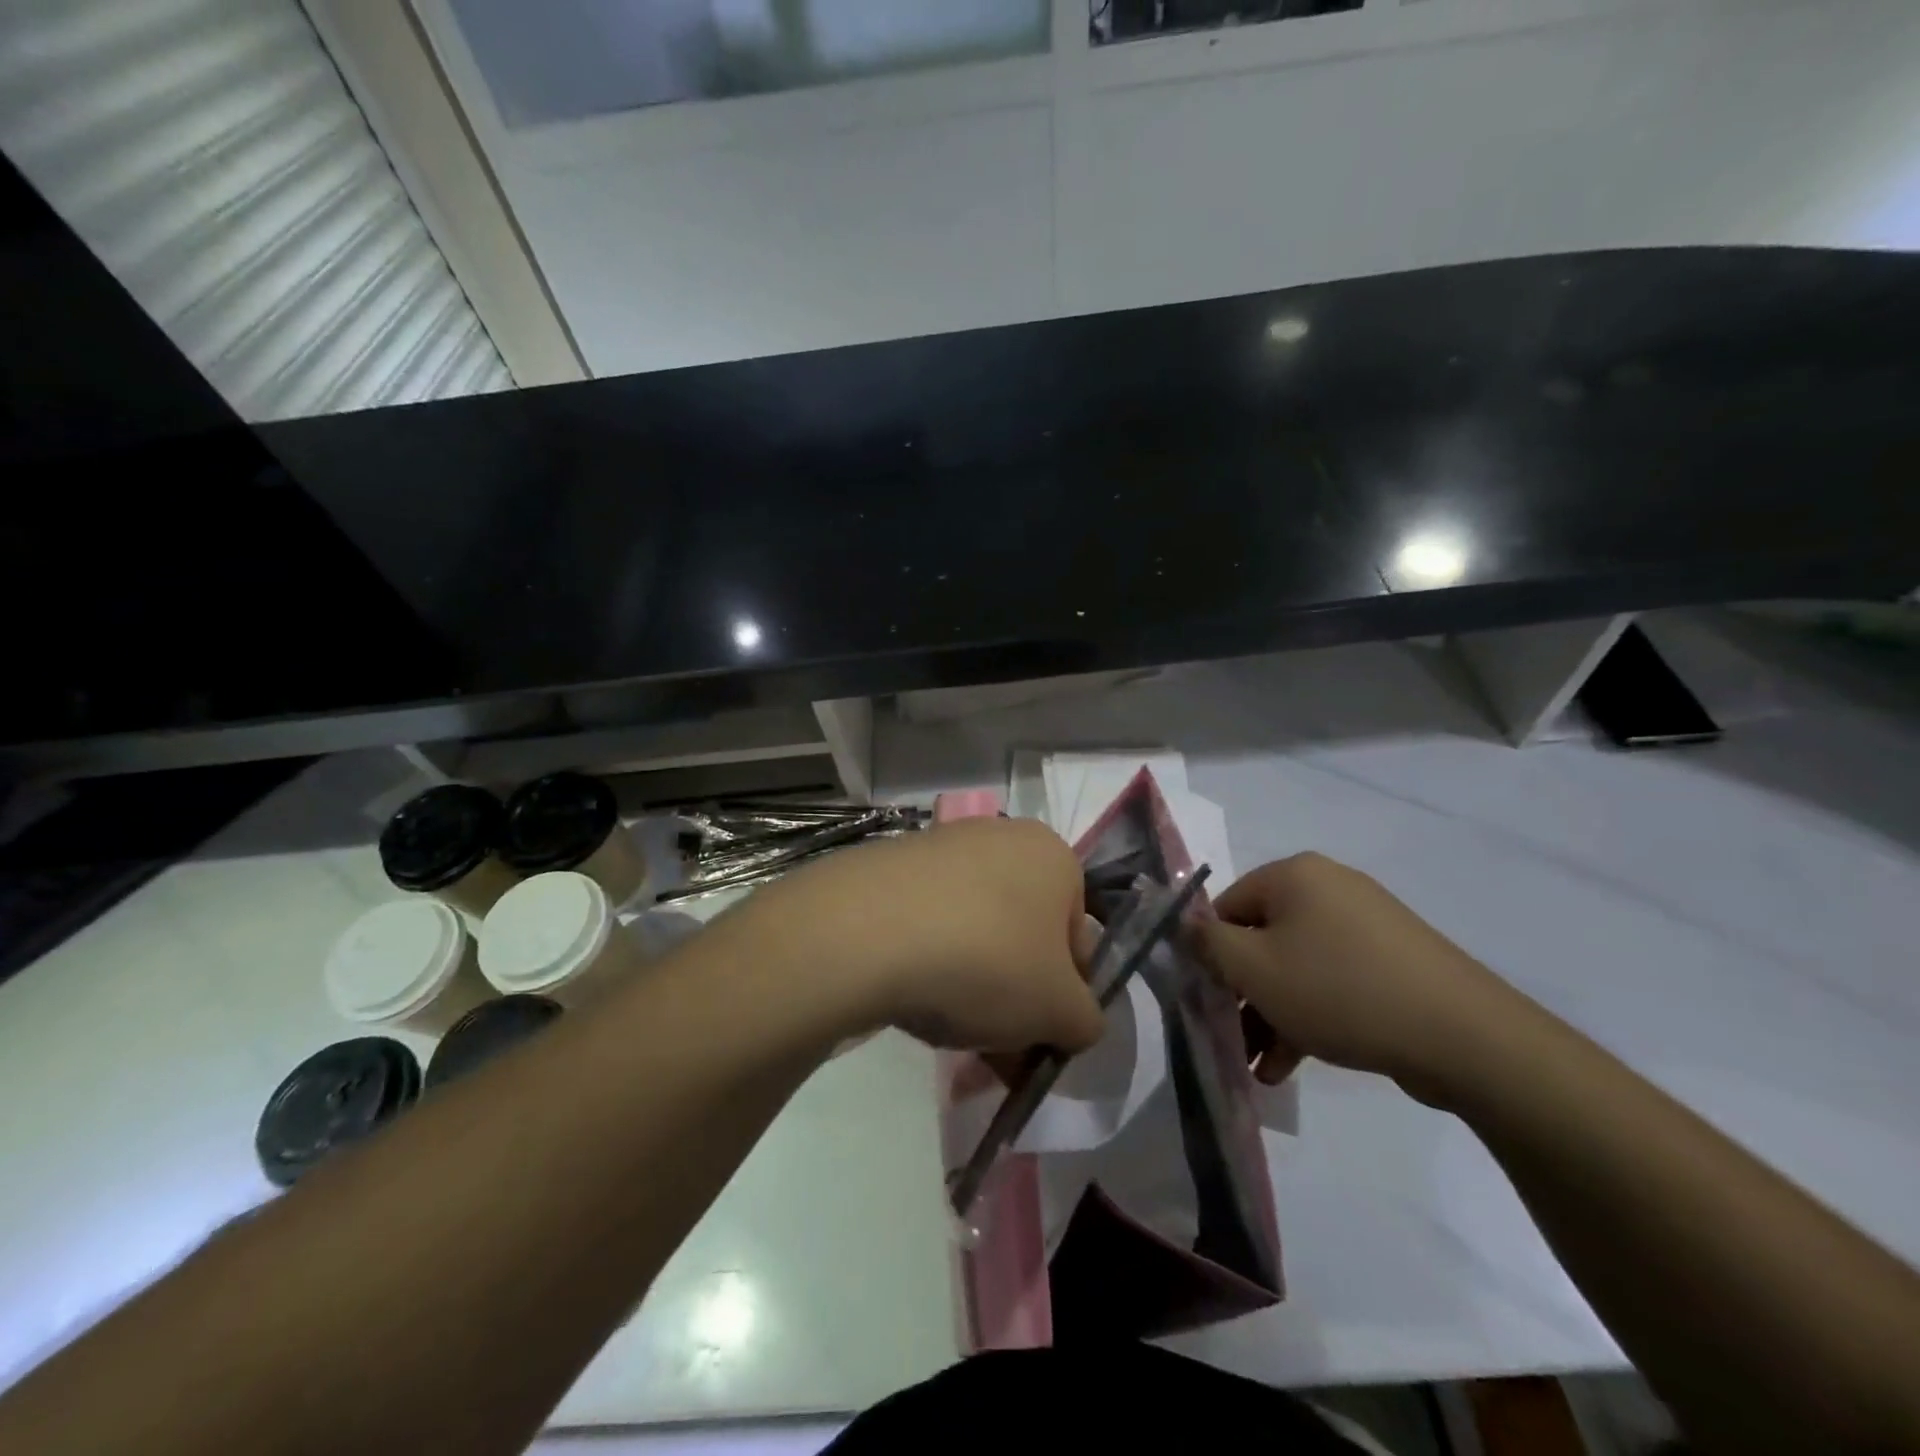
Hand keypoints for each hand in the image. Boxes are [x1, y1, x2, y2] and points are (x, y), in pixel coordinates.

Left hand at [742, 817, 1105, 1054]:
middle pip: (1023, 935)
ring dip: (974, 987)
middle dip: (1016, 997)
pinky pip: (927, 925)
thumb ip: (1086, 1021)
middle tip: (998, 1052)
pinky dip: (929, 964)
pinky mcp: (891, 866)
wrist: (865, 932)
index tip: (1040, 1038)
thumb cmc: (987, 961)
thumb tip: (1073, 1022)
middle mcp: (1000, 838)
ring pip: (975, 933)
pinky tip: (911, 1001)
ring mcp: (940, 847)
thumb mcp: (1061, 1011)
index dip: (1065, 995)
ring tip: (951, 1033)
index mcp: (1052, 856)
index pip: (1077, 936)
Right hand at [1192, 852, 1522, 1094]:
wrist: (1465, 1037)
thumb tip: (1186, 926)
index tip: (1207, 999)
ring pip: (1297, 966)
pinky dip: (1310, 1016)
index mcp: (1294, 875)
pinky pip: (1334, 982)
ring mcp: (1367, 925)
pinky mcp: (1395, 962)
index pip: (1227, 907)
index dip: (1210, 954)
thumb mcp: (1253, 969)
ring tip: (1261, 1068)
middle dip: (1242, 994)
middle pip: (1262, 938)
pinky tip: (1293, 1065)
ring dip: (1272, 1014)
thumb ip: (1207, 944)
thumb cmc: (1338, 990)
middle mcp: (1330, 888)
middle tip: (1232, 1038)